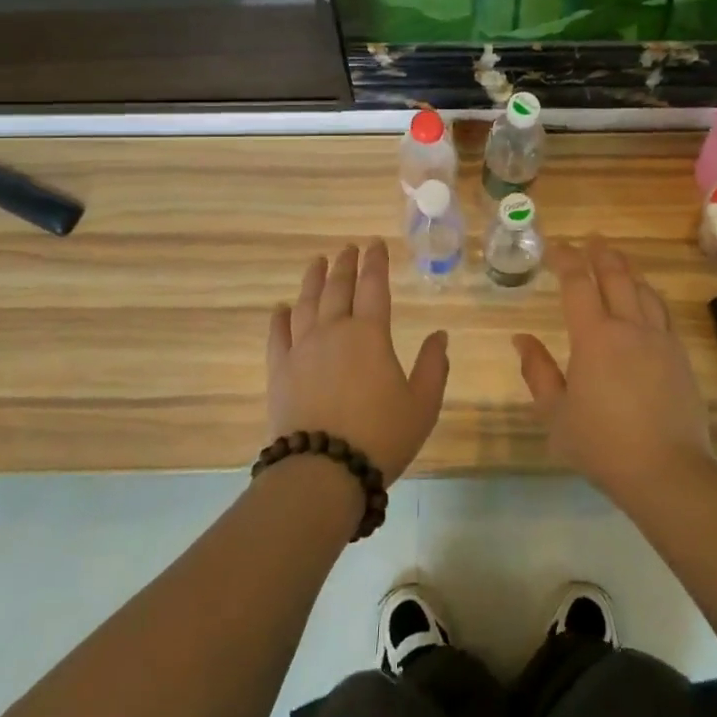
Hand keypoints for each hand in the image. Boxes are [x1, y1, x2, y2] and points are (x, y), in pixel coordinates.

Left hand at [268, 240, 449, 484]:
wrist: (322, 472)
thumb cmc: (380, 436)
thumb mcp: (422, 405)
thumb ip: (434, 366)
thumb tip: (439, 334)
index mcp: (370, 334)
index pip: (374, 286)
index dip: (376, 262)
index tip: (375, 244)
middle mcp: (334, 331)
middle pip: (338, 287)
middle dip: (345, 264)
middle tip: (348, 248)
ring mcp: (302, 348)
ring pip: (307, 302)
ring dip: (313, 279)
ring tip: (317, 262)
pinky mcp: (279, 370)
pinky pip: (277, 334)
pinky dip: (280, 317)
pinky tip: (281, 308)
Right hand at [511, 238, 713, 505]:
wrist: (667, 470)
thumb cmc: (602, 444)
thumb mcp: (556, 414)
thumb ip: (537, 372)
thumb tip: (520, 339)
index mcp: (594, 336)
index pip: (577, 283)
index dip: (566, 260)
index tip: (557, 247)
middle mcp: (629, 326)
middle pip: (615, 275)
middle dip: (600, 253)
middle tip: (591, 240)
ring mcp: (659, 339)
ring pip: (643, 289)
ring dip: (627, 269)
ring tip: (617, 261)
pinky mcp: (680, 355)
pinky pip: (662, 311)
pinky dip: (648, 295)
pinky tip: (646, 299)